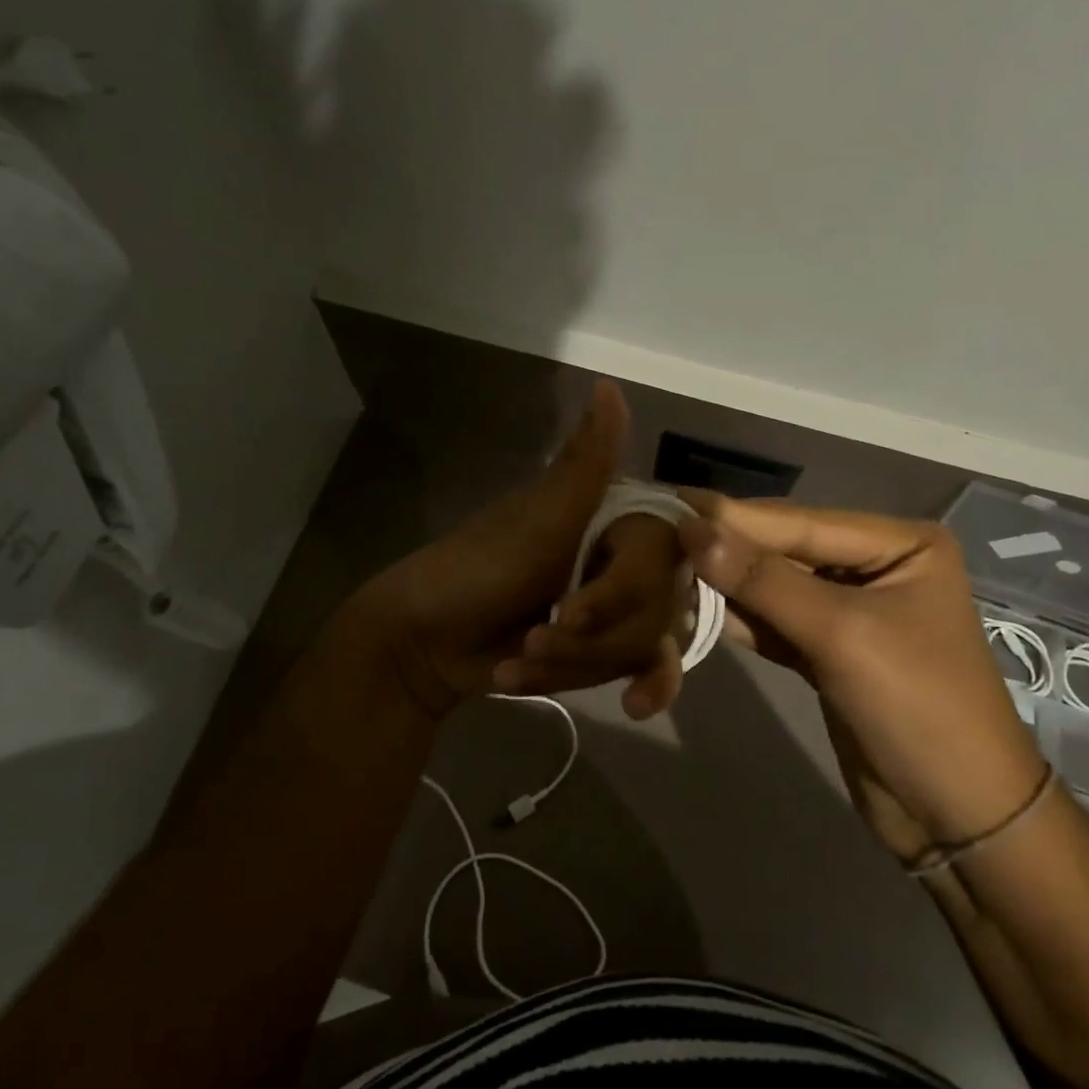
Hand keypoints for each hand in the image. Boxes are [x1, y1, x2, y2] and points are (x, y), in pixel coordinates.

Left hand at [348, 380, 672, 717]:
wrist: (424, 642)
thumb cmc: (477, 569)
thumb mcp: (537, 520)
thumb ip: (584, 462)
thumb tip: (610, 383)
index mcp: (610, 517)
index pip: (663, 555)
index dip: (626, 591)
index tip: (576, 609)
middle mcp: (622, 556)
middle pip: (657, 611)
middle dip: (589, 640)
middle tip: (534, 637)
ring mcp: (616, 606)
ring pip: (643, 646)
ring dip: (577, 665)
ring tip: (520, 660)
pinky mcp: (603, 648)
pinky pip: (637, 670)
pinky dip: (608, 684)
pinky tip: (621, 706)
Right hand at [677, 492, 1046, 846]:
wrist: (960, 819)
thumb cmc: (918, 709)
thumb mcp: (842, 635)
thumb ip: (764, 581)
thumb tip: (692, 530)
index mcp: (900, 544)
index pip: (801, 521)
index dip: (733, 516)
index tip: (670, 504)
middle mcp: (876, 565)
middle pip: (786, 548)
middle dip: (726, 547)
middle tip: (657, 532)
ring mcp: (851, 609)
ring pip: (776, 585)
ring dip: (725, 583)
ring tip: (662, 566)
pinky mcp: (829, 651)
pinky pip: (776, 622)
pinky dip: (739, 618)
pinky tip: (692, 607)